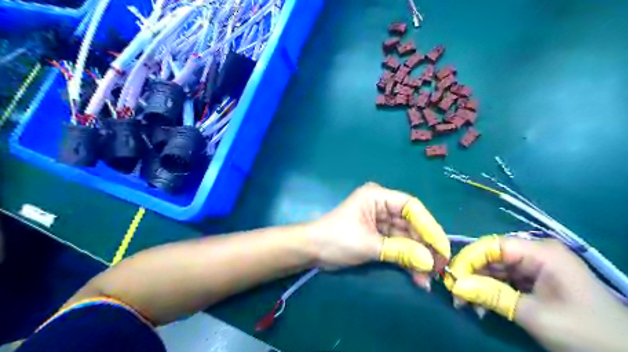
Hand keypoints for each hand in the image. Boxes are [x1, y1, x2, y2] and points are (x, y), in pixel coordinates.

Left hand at [309, 184, 448, 287]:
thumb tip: (430, 263)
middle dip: (425, 246)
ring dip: (418, 257)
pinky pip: (398, 245)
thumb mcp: (369, 245)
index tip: (441, 247)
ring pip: (407, 237)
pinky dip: (407, 260)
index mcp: (377, 196)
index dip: (429, 226)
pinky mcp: (379, 235)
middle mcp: (382, 205)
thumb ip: (400, 251)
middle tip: (440, 267)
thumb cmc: (336, 239)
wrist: (312, 251)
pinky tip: (418, 276)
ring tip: (429, 278)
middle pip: (412, 223)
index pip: (411, 206)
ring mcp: (381, 221)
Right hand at [443, 236, 627, 351]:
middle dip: (471, 275)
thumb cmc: (583, 332)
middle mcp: (536, 253)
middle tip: (455, 294)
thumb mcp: (533, 314)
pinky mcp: (537, 280)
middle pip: (492, 257)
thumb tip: (455, 286)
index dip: (469, 258)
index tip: (451, 276)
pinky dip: (492, 292)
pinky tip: (482, 306)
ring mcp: (537, 267)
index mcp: (540, 252)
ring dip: (479, 286)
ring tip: (466, 304)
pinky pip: (506, 280)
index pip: (492, 245)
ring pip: (496, 269)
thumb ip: (491, 295)